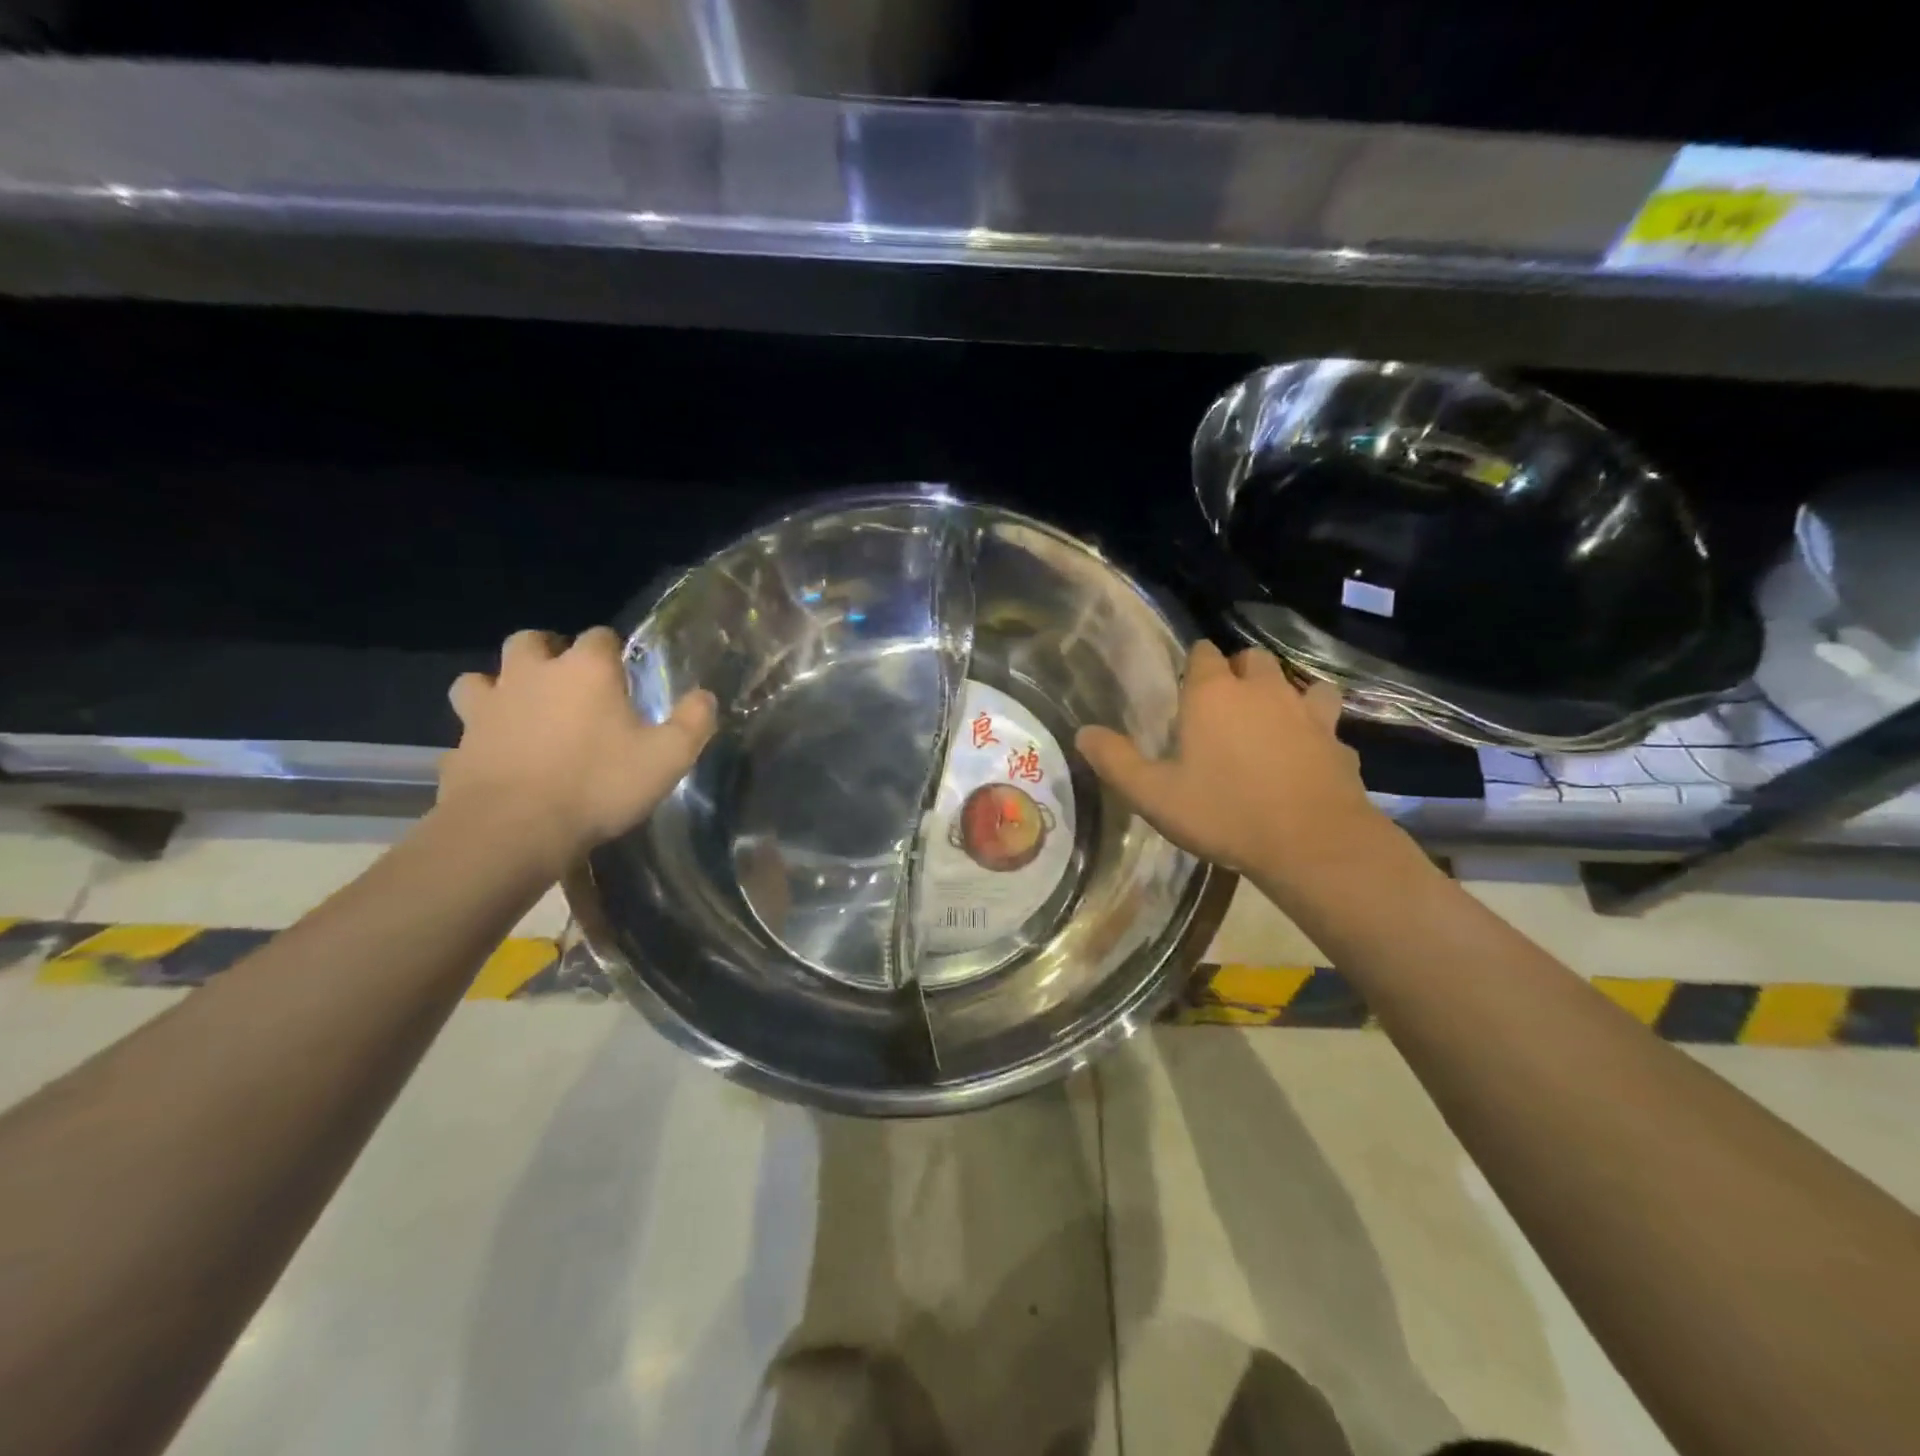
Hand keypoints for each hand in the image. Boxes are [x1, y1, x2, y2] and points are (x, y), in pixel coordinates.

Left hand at [440, 627, 716, 873]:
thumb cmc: (598, 784)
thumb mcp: (668, 757)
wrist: (513, 830)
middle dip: (548, 653)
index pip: (600, 636)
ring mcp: (487, 708)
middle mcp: (531, 675)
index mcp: (584, 670)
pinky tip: (497, 761)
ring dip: (499, 688)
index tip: (623, 675)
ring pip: (480, 680)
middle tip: (567, 682)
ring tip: (521, 712)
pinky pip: (466, 733)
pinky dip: (480, 740)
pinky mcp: (459, 746)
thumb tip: (705, 696)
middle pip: (531, 641)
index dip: (613, 651)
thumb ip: (693, 722)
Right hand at [1076, 641, 1378, 884]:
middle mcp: (1262, 690)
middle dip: (1237, 672)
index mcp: (1213, 694)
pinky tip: (1306, 753)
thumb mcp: (1154, 795)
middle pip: (1252, 659)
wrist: (1312, 843)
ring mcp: (1306, 712)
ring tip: (1269, 721)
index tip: (1185, 690)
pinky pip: (1325, 722)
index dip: (1194, 665)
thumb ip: (1116, 761)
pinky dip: (1314, 729)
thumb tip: (1083, 733)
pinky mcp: (1338, 740)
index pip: (1203, 653)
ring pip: (1297, 682)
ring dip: (1282, 693)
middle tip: (1223, 706)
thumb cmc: (1224, 813)